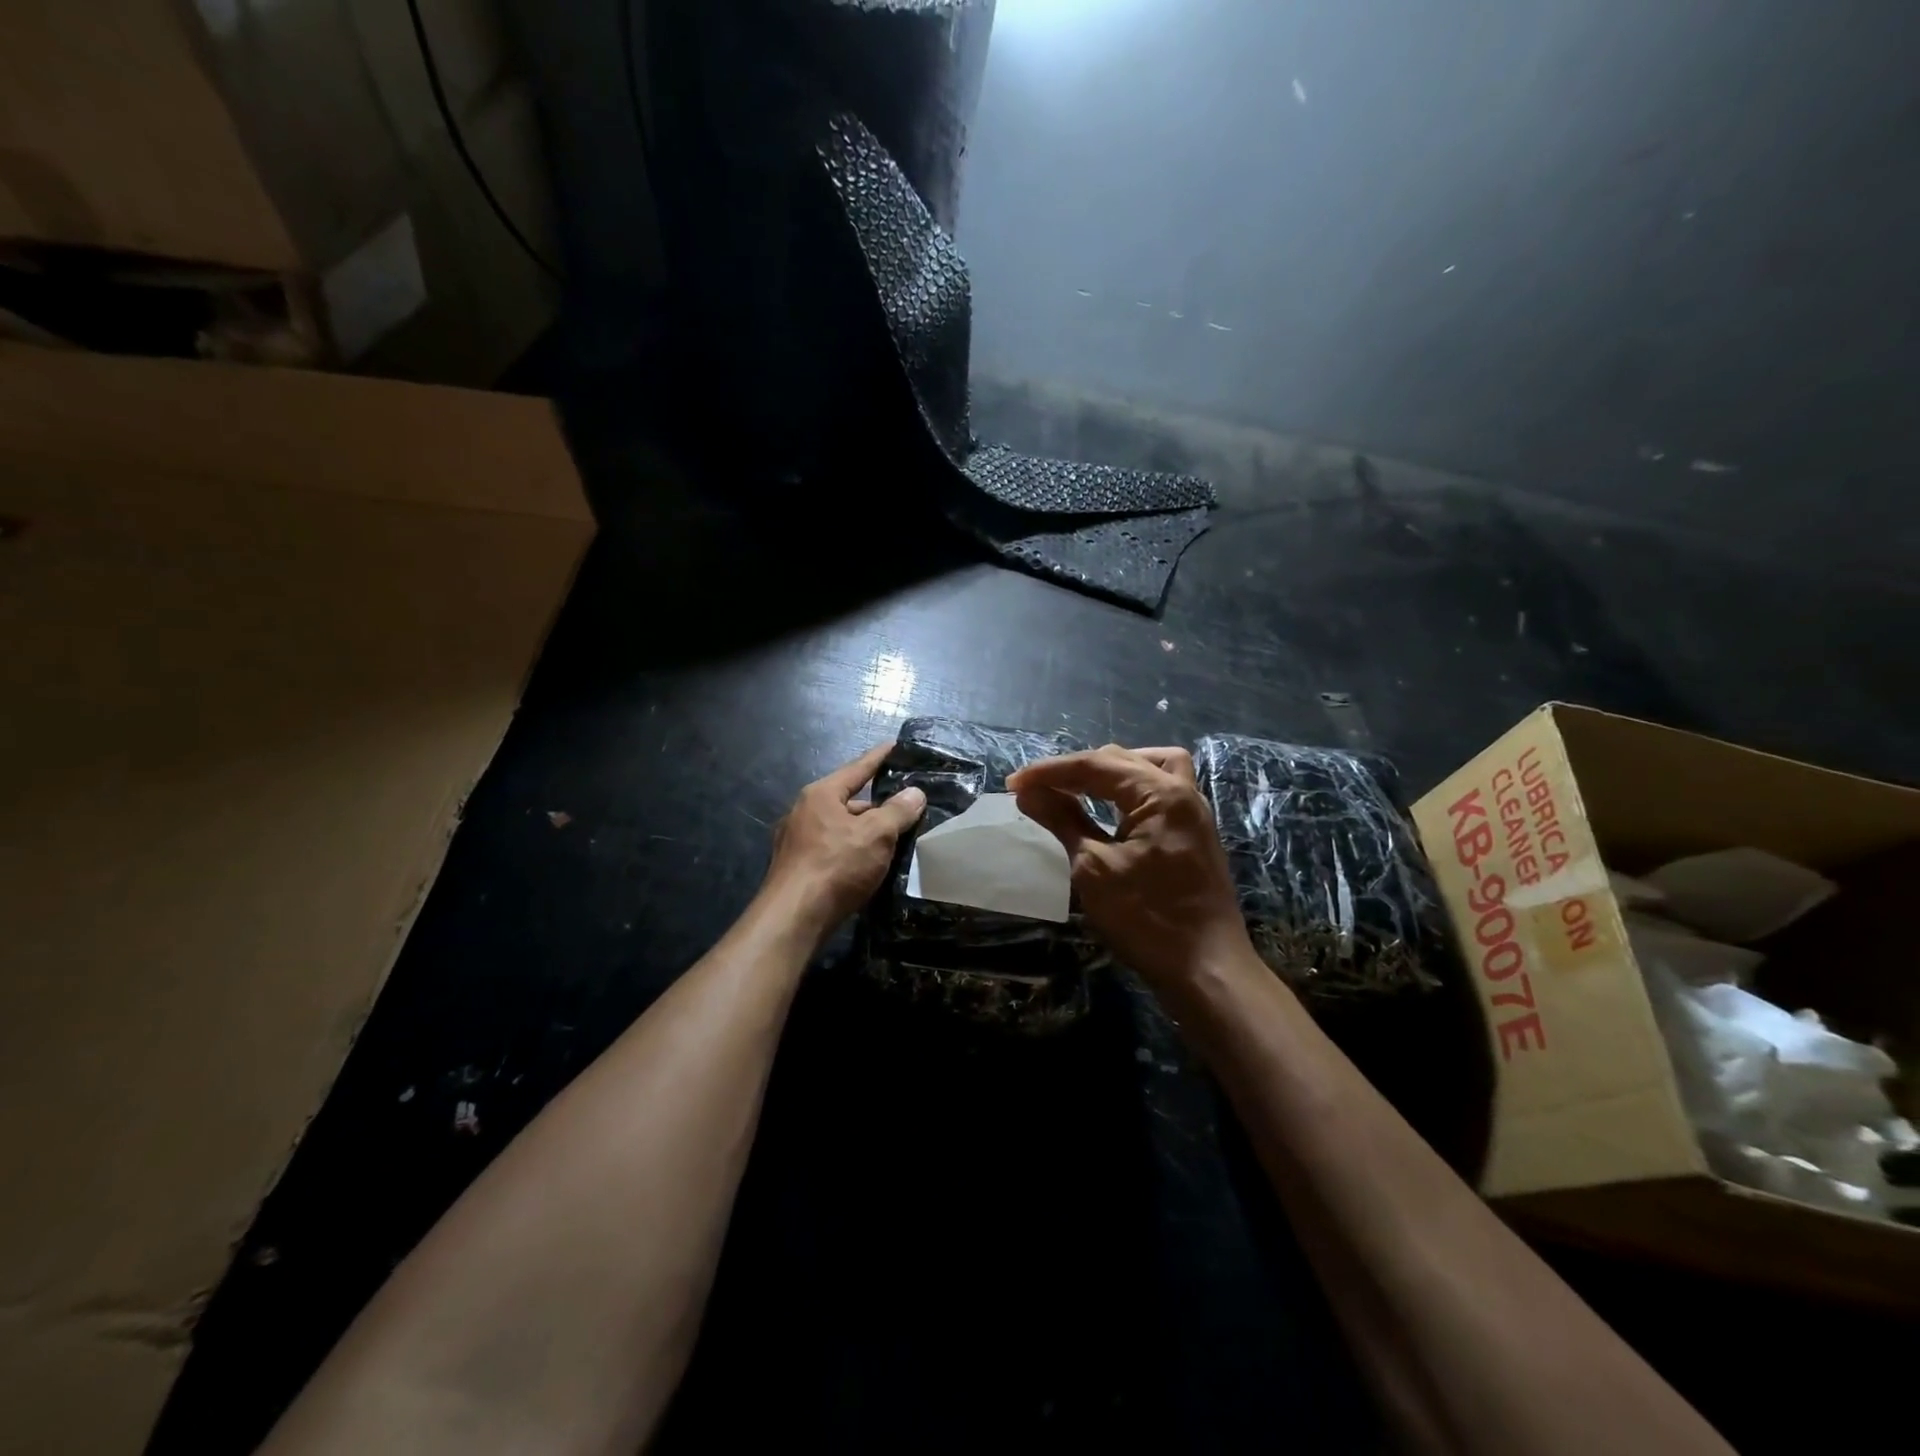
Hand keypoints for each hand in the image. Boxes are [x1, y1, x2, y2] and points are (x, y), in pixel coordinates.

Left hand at [760, 743, 925, 945]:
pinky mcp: (798, 868)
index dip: (880, 757)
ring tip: (896, 841)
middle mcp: (804, 812)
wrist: (793, 919)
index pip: (857, 768)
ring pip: (842, 829)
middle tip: (908, 810)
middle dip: (878, 806)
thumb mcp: (875, 835)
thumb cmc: (836, 866)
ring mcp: (797, 841)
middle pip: (850, 801)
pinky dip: (854, 852)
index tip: (896, 746)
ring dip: (866, 833)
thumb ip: (897, 811)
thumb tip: (914, 792)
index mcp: (821, 794)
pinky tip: (870, 866)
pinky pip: (834, 850)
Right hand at [1008, 745, 1252, 988]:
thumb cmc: (1146, 919)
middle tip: (1037, 788)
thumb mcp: (1094, 868)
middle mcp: (1182, 792)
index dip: (1050, 771)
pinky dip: (1131, 789)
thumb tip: (1028, 791)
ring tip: (1077, 787)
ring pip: (1148, 767)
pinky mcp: (1193, 833)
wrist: (1207, 970)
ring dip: (1109, 771)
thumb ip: (1062, 820)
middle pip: (1121, 759)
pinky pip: (1161, 790)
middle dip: (1075, 769)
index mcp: (1160, 794)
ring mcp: (1193, 812)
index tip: (1013, 783)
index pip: (1095, 765)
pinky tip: (1111, 806)